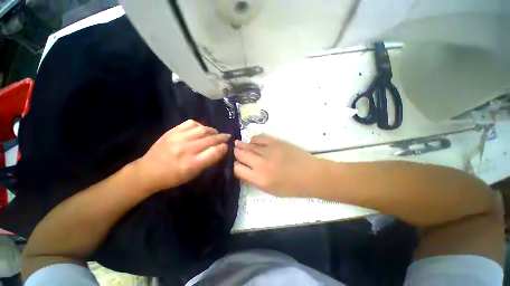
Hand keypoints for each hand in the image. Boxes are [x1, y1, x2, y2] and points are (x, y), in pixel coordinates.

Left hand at [134, 120, 229, 191]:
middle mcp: (187, 149)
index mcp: (193, 164)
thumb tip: (220, 150)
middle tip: (227, 137)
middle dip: (222, 137)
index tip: (227, 147)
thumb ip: (208, 161)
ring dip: (213, 131)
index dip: (224, 148)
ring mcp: (179, 138)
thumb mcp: (193, 174)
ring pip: (203, 129)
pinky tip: (201, 130)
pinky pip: (191, 123)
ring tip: (215, 133)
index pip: (215, 151)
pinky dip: (200, 125)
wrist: (148, 171)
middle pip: (211, 139)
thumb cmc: (173, 177)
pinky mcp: (173, 131)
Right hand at [233, 135, 320, 196]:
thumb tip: (244, 169)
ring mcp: (268, 151)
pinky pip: (259, 138)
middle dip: (236, 153)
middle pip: (240, 155)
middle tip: (235, 151)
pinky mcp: (276, 142)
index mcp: (259, 179)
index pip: (238, 169)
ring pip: (248, 146)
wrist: (311, 175)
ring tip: (237, 144)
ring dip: (241, 145)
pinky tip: (253, 142)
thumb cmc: (292, 187)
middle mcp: (261, 164)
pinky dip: (253, 140)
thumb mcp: (270, 190)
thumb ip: (254, 180)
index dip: (235, 166)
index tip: (237, 164)